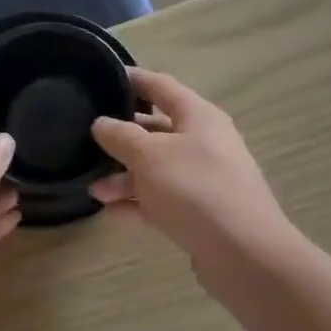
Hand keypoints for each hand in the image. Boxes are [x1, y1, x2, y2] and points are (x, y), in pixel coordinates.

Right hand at [90, 68, 291, 265]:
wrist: (243, 253)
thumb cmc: (194, 188)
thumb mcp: (148, 154)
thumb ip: (120, 135)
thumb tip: (101, 124)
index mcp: (199, 117)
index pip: (161, 86)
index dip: (132, 79)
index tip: (103, 77)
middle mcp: (204, 143)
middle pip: (156, 131)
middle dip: (121, 138)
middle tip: (87, 140)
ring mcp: (204, 180)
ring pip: (156, 169)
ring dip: (124, 177)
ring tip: (95, 190)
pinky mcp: (202, 213)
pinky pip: (162, 200)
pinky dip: (138, 203)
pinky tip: (112, 212)